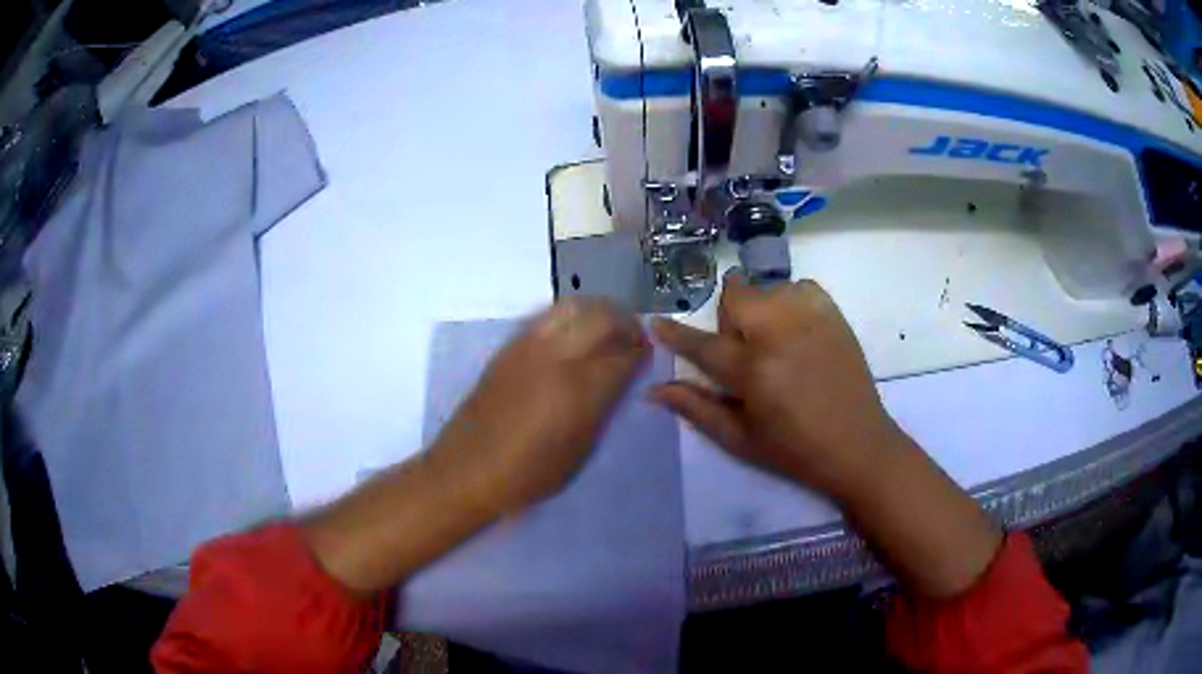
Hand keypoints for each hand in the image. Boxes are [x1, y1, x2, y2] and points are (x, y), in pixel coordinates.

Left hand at [430, 297, 649, 514]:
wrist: (467, 469)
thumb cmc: (529, 474)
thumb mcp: (580, 451)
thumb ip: (603, 410)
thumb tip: (619, 382)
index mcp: (580, 390)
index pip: (625, 355)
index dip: (642, 352)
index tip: (648, 356)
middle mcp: (557, 357)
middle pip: (603, 317)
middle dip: (626, 323)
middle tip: (633, 339)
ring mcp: (530, 346)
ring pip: (574, 306)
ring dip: (598, 312)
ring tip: (606, 329)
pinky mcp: (509, 346)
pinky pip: (547, 315)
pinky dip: (570, 315)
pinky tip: (573, 333)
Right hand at [653, 274, 1000, 597]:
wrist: (858, 444)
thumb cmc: (793, 449)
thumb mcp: (739, 439)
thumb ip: (697, 408)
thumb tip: (655, 390)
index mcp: (753, 370)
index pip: (702, 345)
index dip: (675, 334)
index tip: (655, 323)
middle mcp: (779, 333)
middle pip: (736, 296)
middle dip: (730, 319)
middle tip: (744, 351)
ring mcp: (811, 318)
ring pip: (767, 289)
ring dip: (760, 311)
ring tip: (776, 343)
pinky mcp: (834, 313)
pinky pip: (800, 287)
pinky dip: (791, 303)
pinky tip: (798, 331)